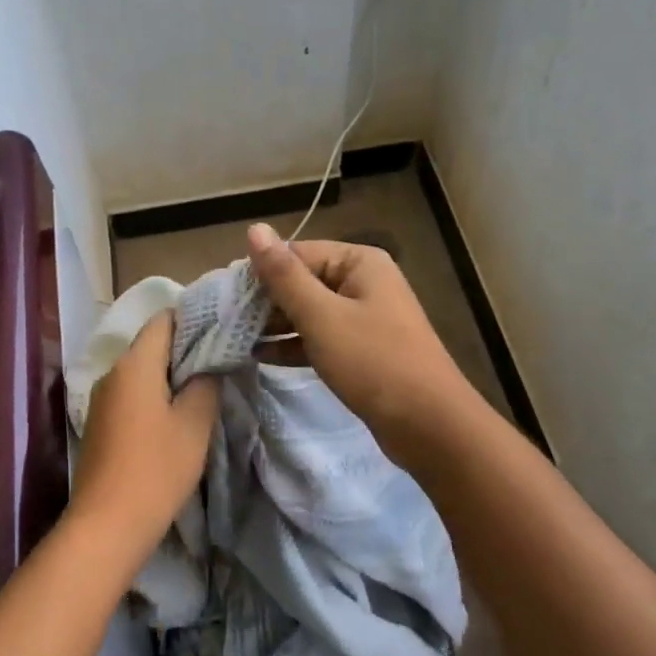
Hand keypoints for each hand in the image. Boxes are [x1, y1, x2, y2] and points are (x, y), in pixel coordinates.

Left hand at [70, 311, 217, 549]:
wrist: (106, 525)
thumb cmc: (156, 469)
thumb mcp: (194, 424)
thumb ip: (205, 384)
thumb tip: (209, 364)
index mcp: (134, 364)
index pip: (163, 320)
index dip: (193, 319)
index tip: (221, 331)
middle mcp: (112, 373)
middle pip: (151, 344)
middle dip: (184, 349)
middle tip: (220, 361)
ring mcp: (101, 399)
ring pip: (141, 371)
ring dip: (170, 376)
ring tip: (203, 388)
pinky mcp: (100, 423)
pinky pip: (131, 394)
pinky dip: (153, 396)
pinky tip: (174, 416)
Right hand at [246, 222, 475, 449]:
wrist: (430, 426)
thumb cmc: (373, 361)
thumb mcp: (321, 316)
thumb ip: (284, 275)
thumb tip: (255, 229)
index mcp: (359, 263)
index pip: (297, 254)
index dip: (261, 273)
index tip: (225, 297)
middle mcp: (364, 283)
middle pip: (303, 282)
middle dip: (266, 302)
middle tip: (225, 321)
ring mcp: (364, 318)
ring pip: (309, 312)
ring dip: (275, 325)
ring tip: (235, 339)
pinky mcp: (362, 351)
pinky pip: (320, 338)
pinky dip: (294, 345)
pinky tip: (260, 357)